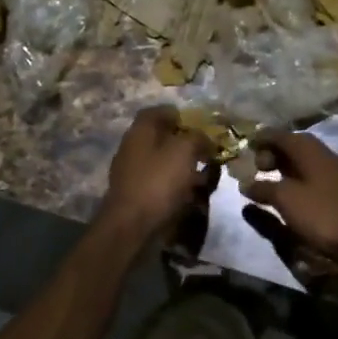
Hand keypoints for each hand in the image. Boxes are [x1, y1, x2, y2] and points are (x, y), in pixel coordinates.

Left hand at [97, 106, 218, 242]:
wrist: (131, 227)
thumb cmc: (158, 182)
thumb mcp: (184, 151)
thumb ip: (197, 137)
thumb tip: (204, 138)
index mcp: (140, 130)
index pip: (158, 111)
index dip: (180, 115)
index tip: (200, 126)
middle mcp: (133, 147)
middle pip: (162, 137)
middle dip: (186, 143)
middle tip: (206, 152)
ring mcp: (132, 172)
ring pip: (163, 161)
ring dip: (183, 166)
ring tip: (205, 176)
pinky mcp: (136, 194)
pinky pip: (160, 183)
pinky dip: (176, 186)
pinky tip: (191, 195)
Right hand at [241, 132, 337, 275]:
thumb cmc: (323, 213)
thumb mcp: (287, 200)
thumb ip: (264, 189)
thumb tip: (246, 184)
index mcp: (310, 149)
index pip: (280, 135)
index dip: (261, 139)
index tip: (245, 147)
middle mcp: (324, 154)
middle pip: (293, 146)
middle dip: (273, 154)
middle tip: (256, 169)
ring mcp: (336, 172)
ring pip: (305, 162)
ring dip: (285, 169)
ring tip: (269, 183)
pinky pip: (313, 176)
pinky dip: (298, 180)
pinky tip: (292, 196)